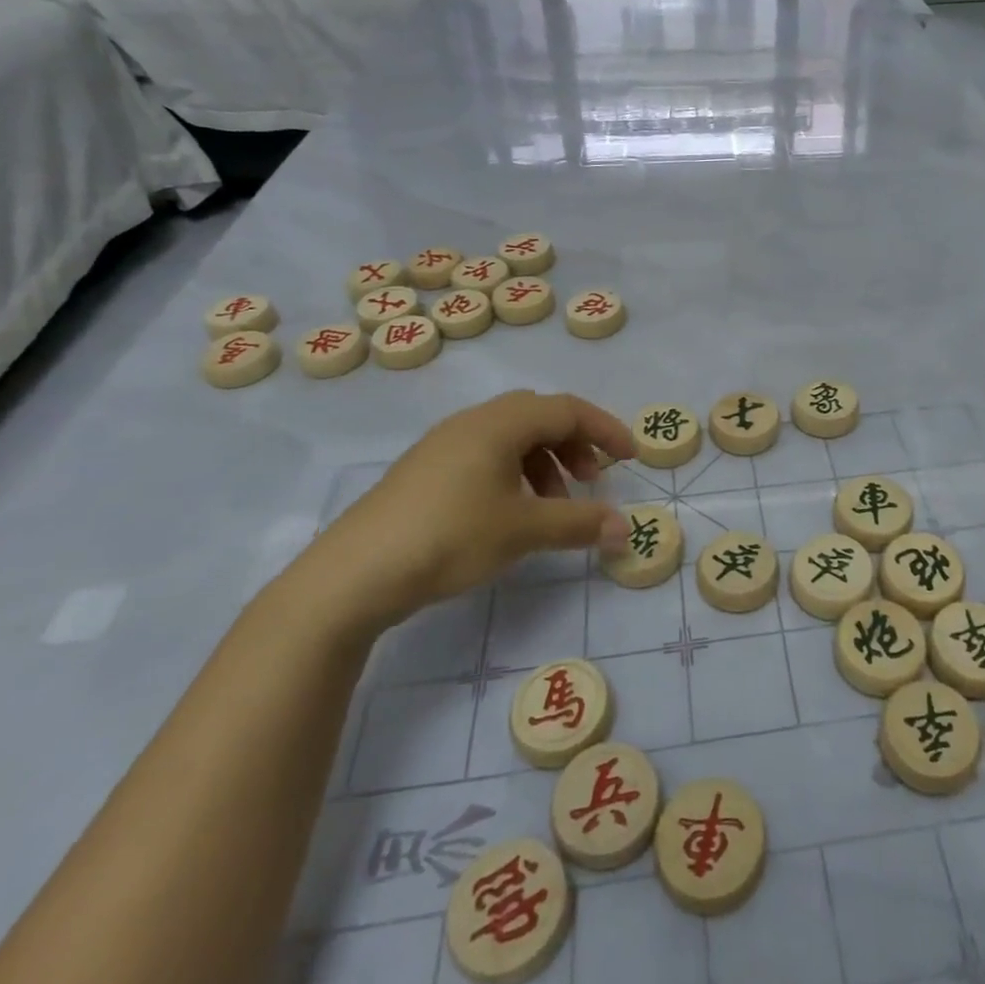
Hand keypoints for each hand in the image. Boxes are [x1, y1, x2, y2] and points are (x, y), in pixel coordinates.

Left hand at [305, 391, 635, 627]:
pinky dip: (515, 474)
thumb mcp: (523, 531)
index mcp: (500, 423)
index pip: (567, 409)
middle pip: (540, 416)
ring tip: (552, 508)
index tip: (631, 458)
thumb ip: (579, 523)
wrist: (353, 574)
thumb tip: (623, 528)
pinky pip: (487, 455)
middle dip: (574, 444)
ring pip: (512, 437)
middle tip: (591, 481)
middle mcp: (473, 422)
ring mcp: (445, 444)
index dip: (605, 429)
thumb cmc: (449, 537)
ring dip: (545, 463)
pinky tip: (511, 513)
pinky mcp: (426, 470)